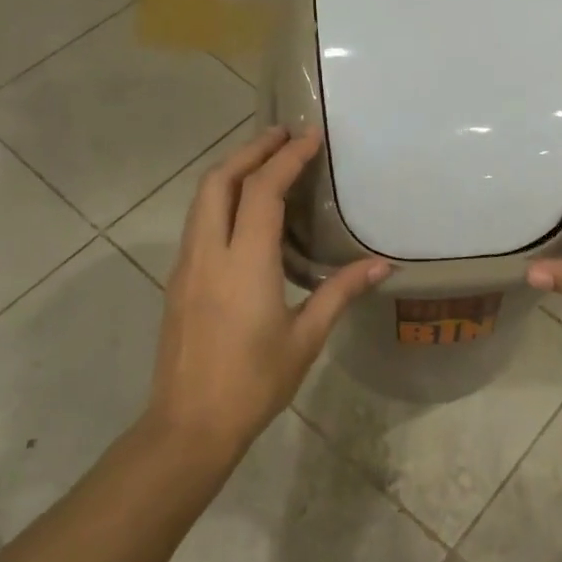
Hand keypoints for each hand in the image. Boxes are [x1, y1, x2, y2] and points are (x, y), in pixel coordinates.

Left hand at [147, 126, 389, 459]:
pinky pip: (197, 222)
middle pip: (219, 180)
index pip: (263, 191)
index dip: (287, 158)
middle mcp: (209, 253)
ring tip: (264, 161)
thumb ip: (340, 292)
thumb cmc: (254, 382)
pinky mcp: (179, 281)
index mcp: (244, 263)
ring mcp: (187, 266)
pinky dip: (220, 198)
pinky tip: (244, 212)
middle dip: (250, 150)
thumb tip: (382, 265)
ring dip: (231, 171)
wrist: (189, 425)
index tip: (310, 137)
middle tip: (282, 136)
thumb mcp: (306, 338)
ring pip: (201, 199)